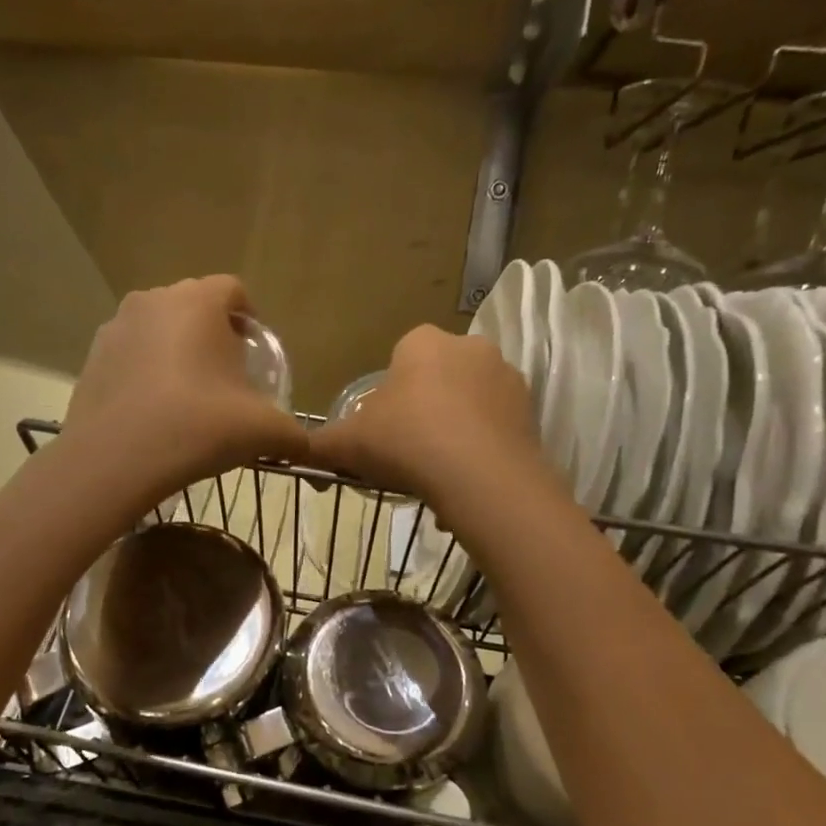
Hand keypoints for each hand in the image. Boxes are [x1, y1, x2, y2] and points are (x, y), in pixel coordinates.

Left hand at [61, 277, 307, 509]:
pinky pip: (130, 354)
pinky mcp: (92, 357)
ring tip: (187, 397)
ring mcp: (116, 327)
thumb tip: (304, 446)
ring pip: (159, 329)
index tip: (253, 356)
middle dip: (212, 335)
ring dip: (176, 352)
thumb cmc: (197, 427)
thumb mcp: (262, 432)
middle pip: (194, 306)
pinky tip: (153, 411)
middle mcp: (154, 300)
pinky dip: (145, 372)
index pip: (233, 290)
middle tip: (225, 378)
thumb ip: (293, 434)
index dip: (249, 319)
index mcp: (198, 302)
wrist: (115, 459)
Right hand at [309, 326, 551, 519]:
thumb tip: (295, 453)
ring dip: (455, 429)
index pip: (401, 357)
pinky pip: (495, 427)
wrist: (479, 476)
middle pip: (438, 377)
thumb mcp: (347, 444)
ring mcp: (506, 377)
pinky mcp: (531, 411)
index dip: (389, 395)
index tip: (384, 428)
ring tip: (439, 473)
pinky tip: (466, 482)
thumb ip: (318, 445)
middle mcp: (469, 347)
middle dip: (425, 409)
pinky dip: (481, 449)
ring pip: (469, 403)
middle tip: (409, 451)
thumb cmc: (405, 442)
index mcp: (423, 342)